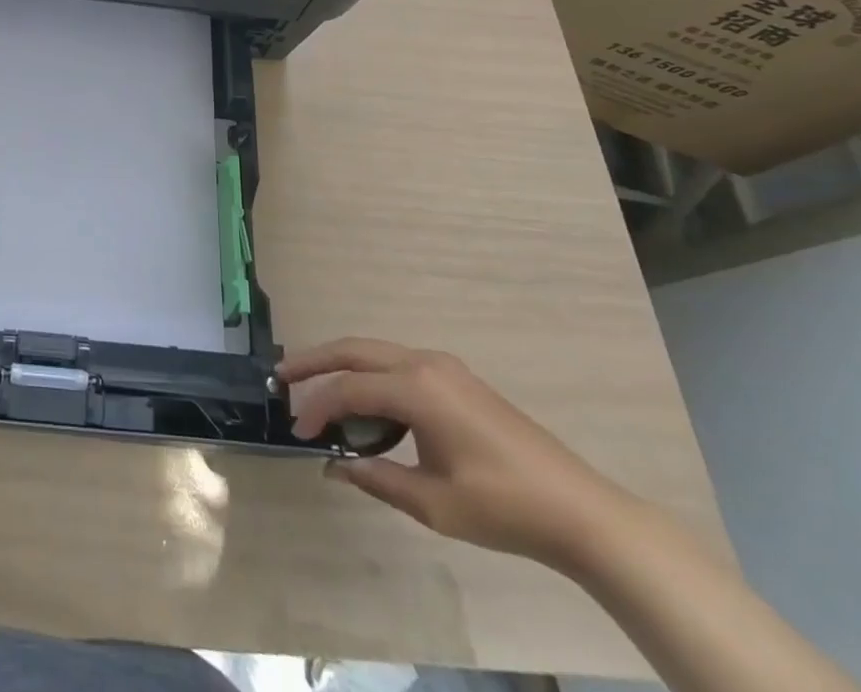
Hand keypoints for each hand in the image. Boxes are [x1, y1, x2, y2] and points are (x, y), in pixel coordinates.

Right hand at [278, 339, 635, 569]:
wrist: (579, 510)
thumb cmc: (503, 508)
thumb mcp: (433, 503)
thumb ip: (376, 478)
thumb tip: (332, 465)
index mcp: (417, 389)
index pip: (349, 389)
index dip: (316, 407)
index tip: (296, 432)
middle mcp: (424, 363)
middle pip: (353, 350)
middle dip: (313, 361)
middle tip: (281, 377)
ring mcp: (443, 366)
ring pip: (374, 352)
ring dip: (340, 364)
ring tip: (311, 384)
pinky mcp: (456, 377)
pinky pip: (396, 363)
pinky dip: (368, 373)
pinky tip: (362, 398)